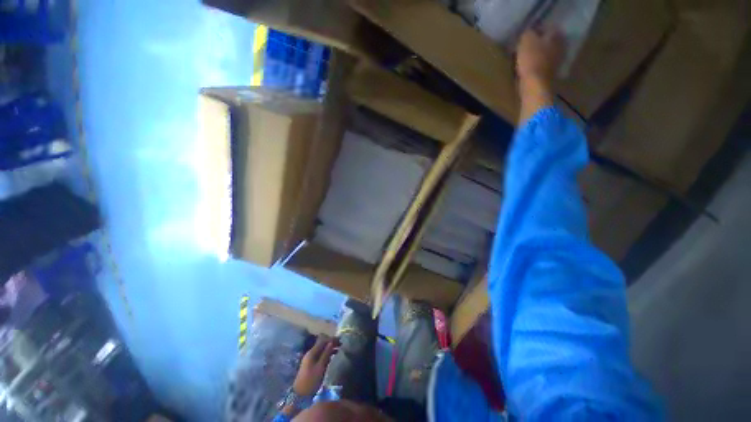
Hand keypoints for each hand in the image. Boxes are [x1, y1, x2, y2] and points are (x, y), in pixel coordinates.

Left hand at [292, 336, 339, 395]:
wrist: (299, 395)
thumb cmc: (311, 381)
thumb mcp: (320, 367)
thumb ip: (326, 354)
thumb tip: (331, 342)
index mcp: (312, 353)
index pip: (323, 341)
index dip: (331, 339)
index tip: (340, 340)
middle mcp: (310, 354)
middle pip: (322, 344)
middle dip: (331, 343)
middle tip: (341, 345)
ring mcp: (310, 359)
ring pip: (321, 350)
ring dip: (329, 349)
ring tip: (339, 350)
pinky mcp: (311, 365)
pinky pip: (320, 355)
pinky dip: (327, 354)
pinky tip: (332, 357)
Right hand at [516, 28, 565, 123]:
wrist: (534, 86)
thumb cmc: (531, 60)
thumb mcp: (526, 41)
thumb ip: (528, 33)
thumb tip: (529, 32)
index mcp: (556, 35)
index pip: (548, 27)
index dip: (536, 30)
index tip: (526, 35)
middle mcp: (560, 46)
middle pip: (548, 41)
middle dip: (538, 43)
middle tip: (525, 46)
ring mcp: (557, 62)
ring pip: (546, 53)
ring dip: (537, 55)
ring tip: (525, 58)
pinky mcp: (551, 75)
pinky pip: (542, 65)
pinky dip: (536, 65)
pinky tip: (528, 68)